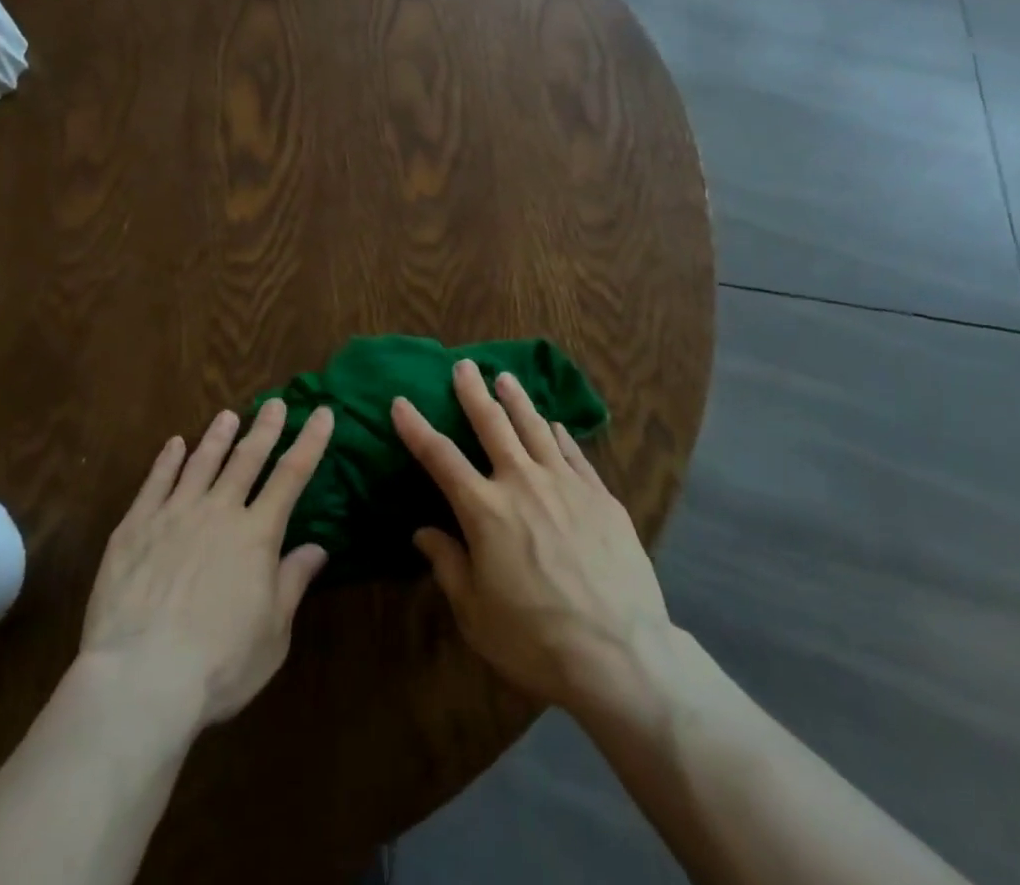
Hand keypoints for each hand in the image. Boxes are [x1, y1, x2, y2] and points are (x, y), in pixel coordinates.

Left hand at [80, 400, 334, 730]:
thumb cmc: (219, 665)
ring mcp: (174, 514)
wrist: (140, 678)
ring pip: (202, 462)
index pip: (292, 476)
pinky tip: (174, 444)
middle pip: (247, 459)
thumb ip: (292, 583)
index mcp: (257, 534)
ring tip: (228, 415)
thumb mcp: (273, 634)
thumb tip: (317, 548)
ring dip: (218, 436)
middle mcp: (219, 512)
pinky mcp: (135, 527)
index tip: (323, 413)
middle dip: (266, 428)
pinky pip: (155, 482)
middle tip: (276, 402)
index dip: (310, 442)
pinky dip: (167, 460)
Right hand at [392, 361, 671, 717]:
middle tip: (463, 365)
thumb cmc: (535, 639)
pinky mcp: (601, 496)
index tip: (401, 402)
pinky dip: (560, 435)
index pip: (440, 457)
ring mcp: (565, 485)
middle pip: (492, 425)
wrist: (618, 653)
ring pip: (535, 428)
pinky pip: (574, 453)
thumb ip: (448, 565)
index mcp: (484, 510)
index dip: (416, 427)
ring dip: (517, 400)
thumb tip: (423, 532)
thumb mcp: (476, 613)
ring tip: (505, 377)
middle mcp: (522, 483)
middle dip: (473, 392)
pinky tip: (555, 424)